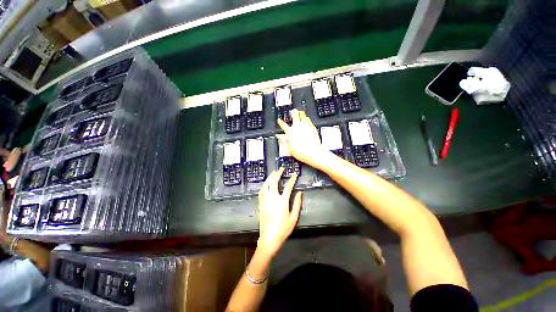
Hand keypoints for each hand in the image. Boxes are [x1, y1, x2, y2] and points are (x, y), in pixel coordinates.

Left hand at [257, 167, 302, 255]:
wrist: (269, 238)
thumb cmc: (283, 229)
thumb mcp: (293, 217)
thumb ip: (297, 204)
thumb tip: (300, 192)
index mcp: (282, 201)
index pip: (288, 186)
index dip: (292, 179)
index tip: (294, 173)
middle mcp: (272, 198)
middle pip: (274, 182)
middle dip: (278, 174)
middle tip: (281, 168)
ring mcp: (265, 200)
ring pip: (266, 185)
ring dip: (270, 177)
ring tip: (273, 172)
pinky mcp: (260, 203)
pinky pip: (261, 191)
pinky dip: (264, 185)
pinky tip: (266, 183)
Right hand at [277, 109, 329, 167]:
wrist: (313, 152)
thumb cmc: (301, 152)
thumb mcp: (289, 148)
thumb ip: (284, 141)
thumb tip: (279, 137)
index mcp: (290, 132)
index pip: (283, 125)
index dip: (280, 122)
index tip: (279, 120)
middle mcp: (297, 127)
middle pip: (294, 116)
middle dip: (293, 113)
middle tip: (293, 111)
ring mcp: (306, 126)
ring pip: (303, 115)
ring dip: (301, 113)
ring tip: (300, 112)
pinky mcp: (312, 127)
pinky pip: (309, 120)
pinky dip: (307, 119)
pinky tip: (307, 119)